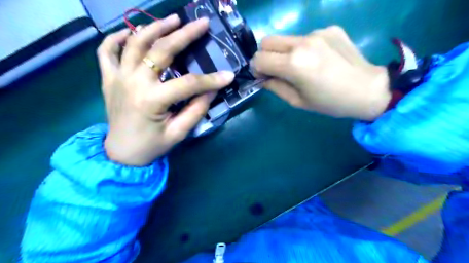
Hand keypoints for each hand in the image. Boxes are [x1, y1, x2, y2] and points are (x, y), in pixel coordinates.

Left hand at [99, 14, 238, 164]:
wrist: (121, 154)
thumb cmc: (152, 145)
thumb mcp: (179, 133)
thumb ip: (196, 110)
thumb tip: (211, 90)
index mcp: (152, 100)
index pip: (189, 84)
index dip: (211, 79)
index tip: (228, 75)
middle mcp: (133, 83)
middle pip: (161, 50)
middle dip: (184, 35)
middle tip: (201, 23)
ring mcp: (117, 77)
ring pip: (135, 43)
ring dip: (155, 27)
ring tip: (173, 19)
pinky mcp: (108, 79)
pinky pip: (107, 51)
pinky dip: (117, 38)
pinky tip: (131, 32)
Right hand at [253, 26, 392, 120]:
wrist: (368, 89)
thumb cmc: (329, 102)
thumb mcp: (297, 101)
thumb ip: (275, 87)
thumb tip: (262, 78)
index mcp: (294, 64)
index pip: (259, 58)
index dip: (256, 68)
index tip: (262, 76)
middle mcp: (302, 42)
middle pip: (267, 41)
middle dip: (265, 55)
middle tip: (275, 69)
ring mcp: (317, 32)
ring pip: (286, 39)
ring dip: (285, 52)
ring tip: (301, 65)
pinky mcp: (329, 28)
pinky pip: (305, 37)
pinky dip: (303, 48)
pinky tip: (318, 59)